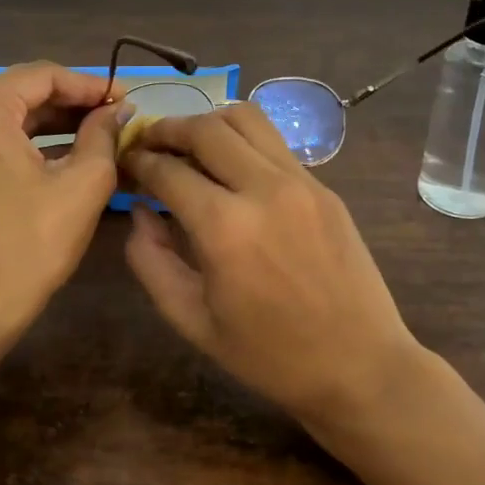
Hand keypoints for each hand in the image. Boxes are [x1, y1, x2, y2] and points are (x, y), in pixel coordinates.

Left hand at [0, 62, 131, 332]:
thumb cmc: (33, 242)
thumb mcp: (83, 182)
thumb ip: (103, 133)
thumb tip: (118, 109)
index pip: (44, 76)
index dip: (90, 84)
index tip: (126, 97)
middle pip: (24, 89)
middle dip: (73, 99)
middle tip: (117, 111)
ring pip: (12, 111)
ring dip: (55, 118)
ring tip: (101, 127)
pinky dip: (33, 136)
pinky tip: (70, 146)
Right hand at [122, 103, 421, 425]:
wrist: (360, 366)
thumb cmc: (269, 355)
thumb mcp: (192, 320)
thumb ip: (151, 260)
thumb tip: (141, 211)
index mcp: (224, 228)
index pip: (167, 170)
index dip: (137, 161)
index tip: (125, 162)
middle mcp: (262, 189)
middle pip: (204, 128)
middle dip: (167, 129)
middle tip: (149, 145)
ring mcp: (300, 182)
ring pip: (245, 118)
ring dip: (208, 123)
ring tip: (190, 145)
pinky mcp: (324, 186)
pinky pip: (274, 142)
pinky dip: (242, 140)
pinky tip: (232, 166)